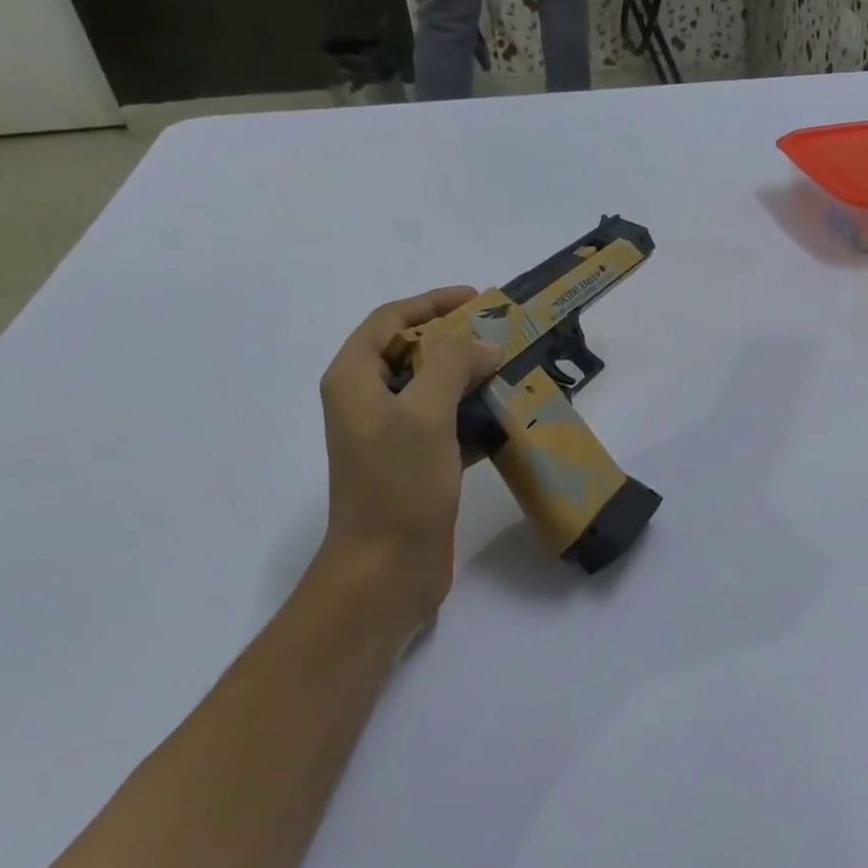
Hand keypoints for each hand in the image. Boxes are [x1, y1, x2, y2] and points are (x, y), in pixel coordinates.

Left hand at [317, 288, 496, 620]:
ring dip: (470, 378)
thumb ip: (452, 365)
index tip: (478, 300)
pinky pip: (448, 425)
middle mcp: (368, 402)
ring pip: (434, 390)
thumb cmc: (398, 483)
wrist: (387, 566)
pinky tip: (506, 418)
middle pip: (413, 353)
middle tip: (503, 336)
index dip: (432, 304)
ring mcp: (392, 435)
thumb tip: (484, 345)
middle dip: (457, 341)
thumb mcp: (424, 413)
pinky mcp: (417, 464)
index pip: (390, 321)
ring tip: (512, 372)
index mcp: (354, 380)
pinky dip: (474, 415)